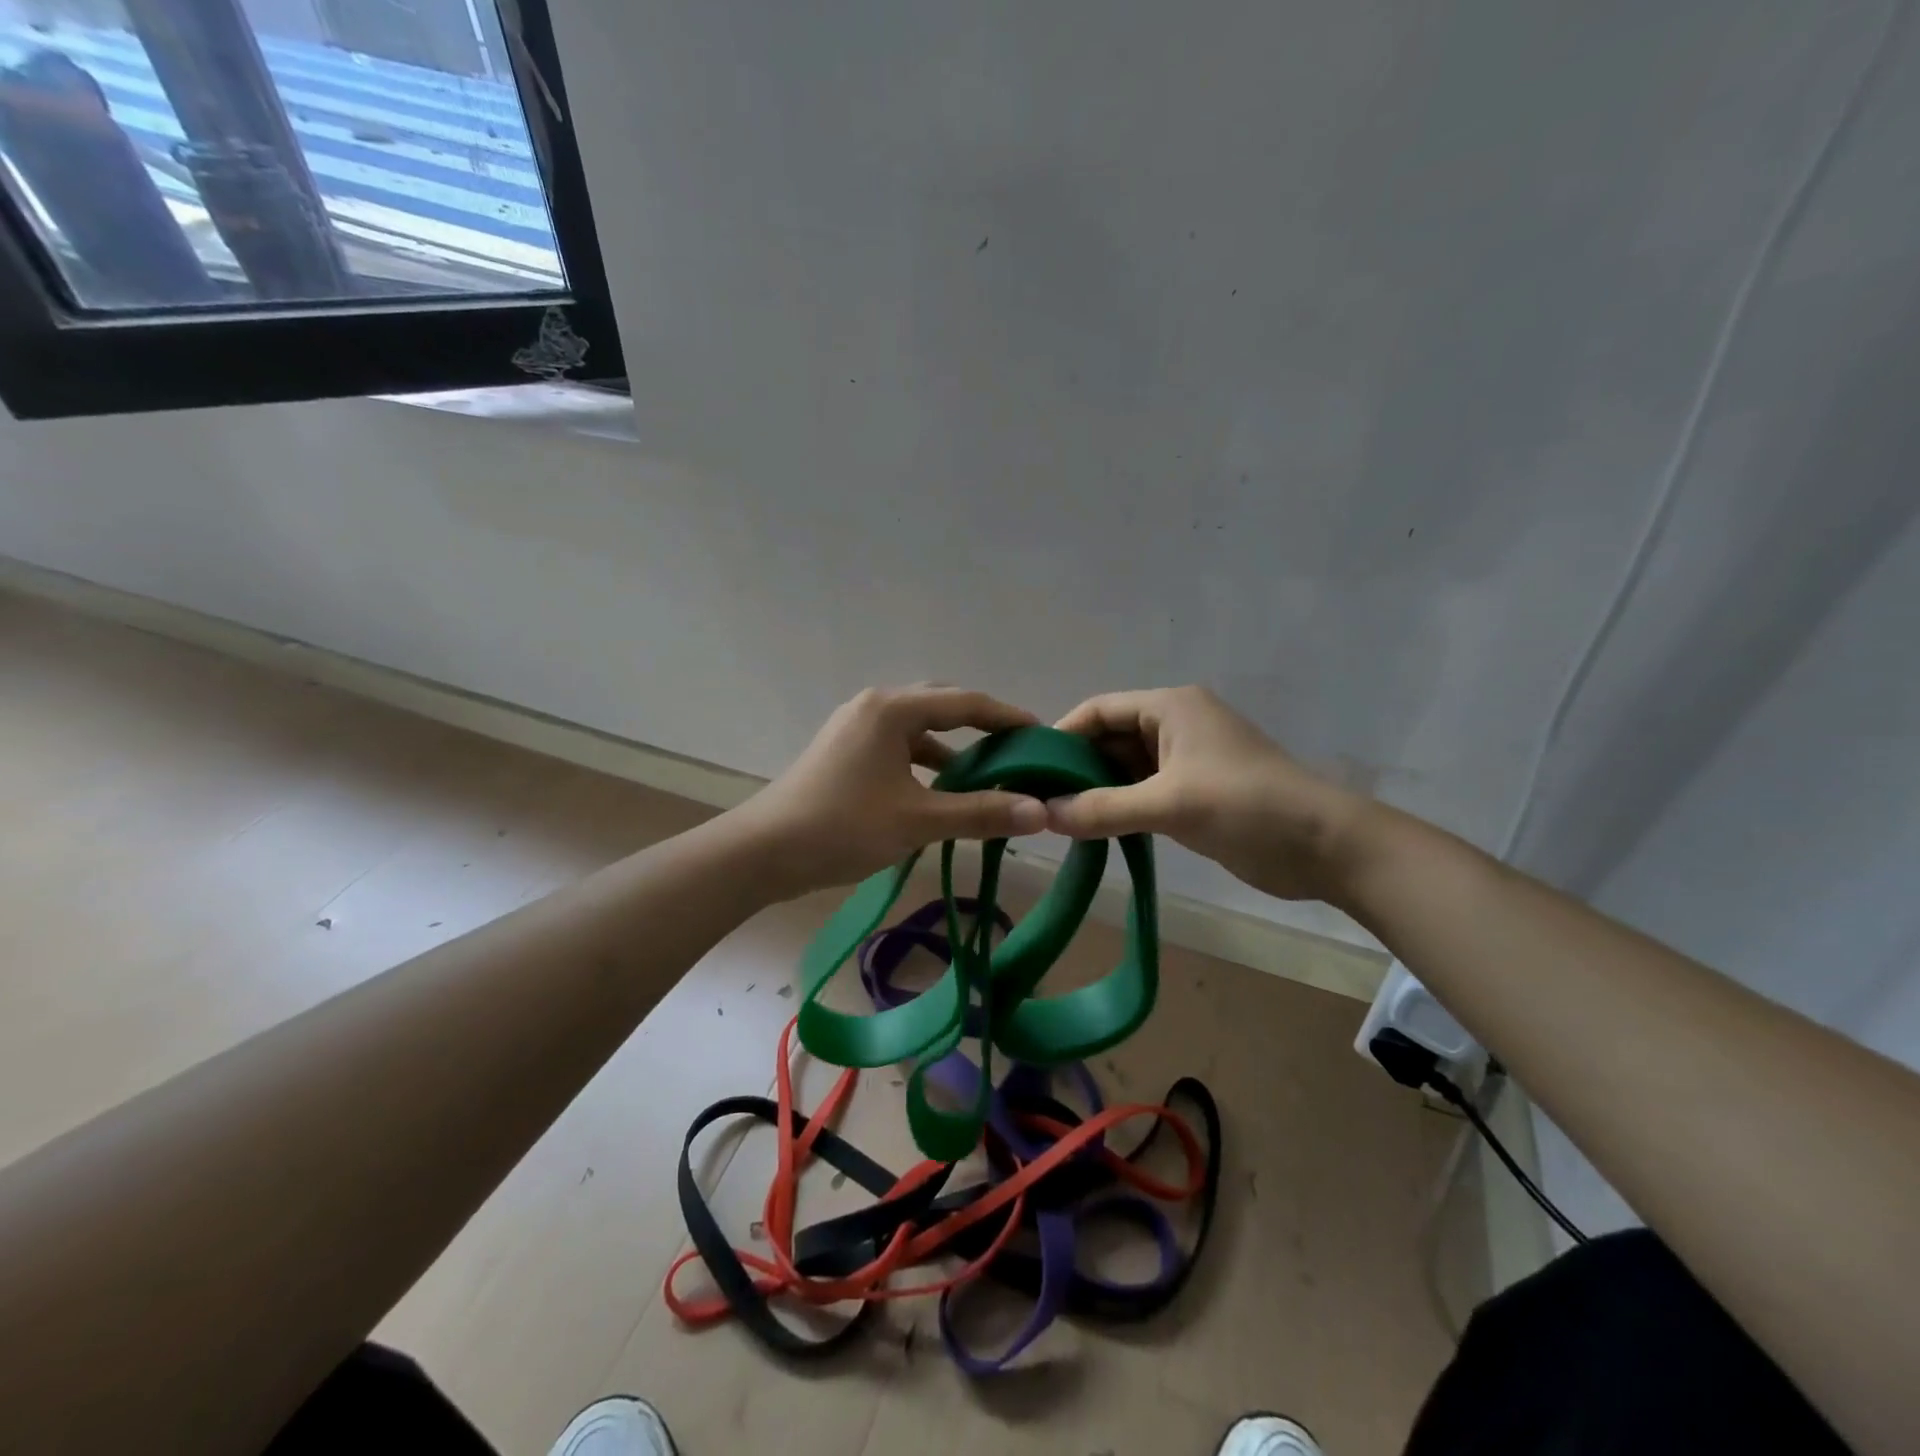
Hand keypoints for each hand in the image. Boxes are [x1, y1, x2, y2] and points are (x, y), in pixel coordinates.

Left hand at [732, 684, 1048, 898]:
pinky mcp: (845, 752)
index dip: (1007, 717)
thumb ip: (981, 812)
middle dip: (981, 728)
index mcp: (893, 710)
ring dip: (952, 750)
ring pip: (918, 730)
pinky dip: (925, 765)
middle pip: (942, 707)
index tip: (1042, 734)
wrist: (762, 853)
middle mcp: (874, 707)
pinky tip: (941, 792)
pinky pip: (898, 748)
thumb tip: (1041, 812)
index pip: (966, 703)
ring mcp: (855, 728)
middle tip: (1016, 752)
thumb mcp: (918, 820)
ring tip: (986, 777)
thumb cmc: (842, 827)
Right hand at [1046, 686, 1363, 901]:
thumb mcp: (1169, 805)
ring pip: (1125, 769)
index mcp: (1170, 706)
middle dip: (1075, 768)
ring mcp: (1186, 760)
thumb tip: (1042, 816)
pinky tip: (1093, 831)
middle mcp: (1175, 725)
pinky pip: (1143, 792)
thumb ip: (1102, 809)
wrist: (1325, 847)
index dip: (1061, 735)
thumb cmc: (1247, 806)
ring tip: (1057, 819)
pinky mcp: (1194, 792)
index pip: (1098, 710)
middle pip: (1109, 738)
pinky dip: (1119, 807)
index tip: (1028, 769)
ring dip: (1096, 791)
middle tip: (1038, 801)